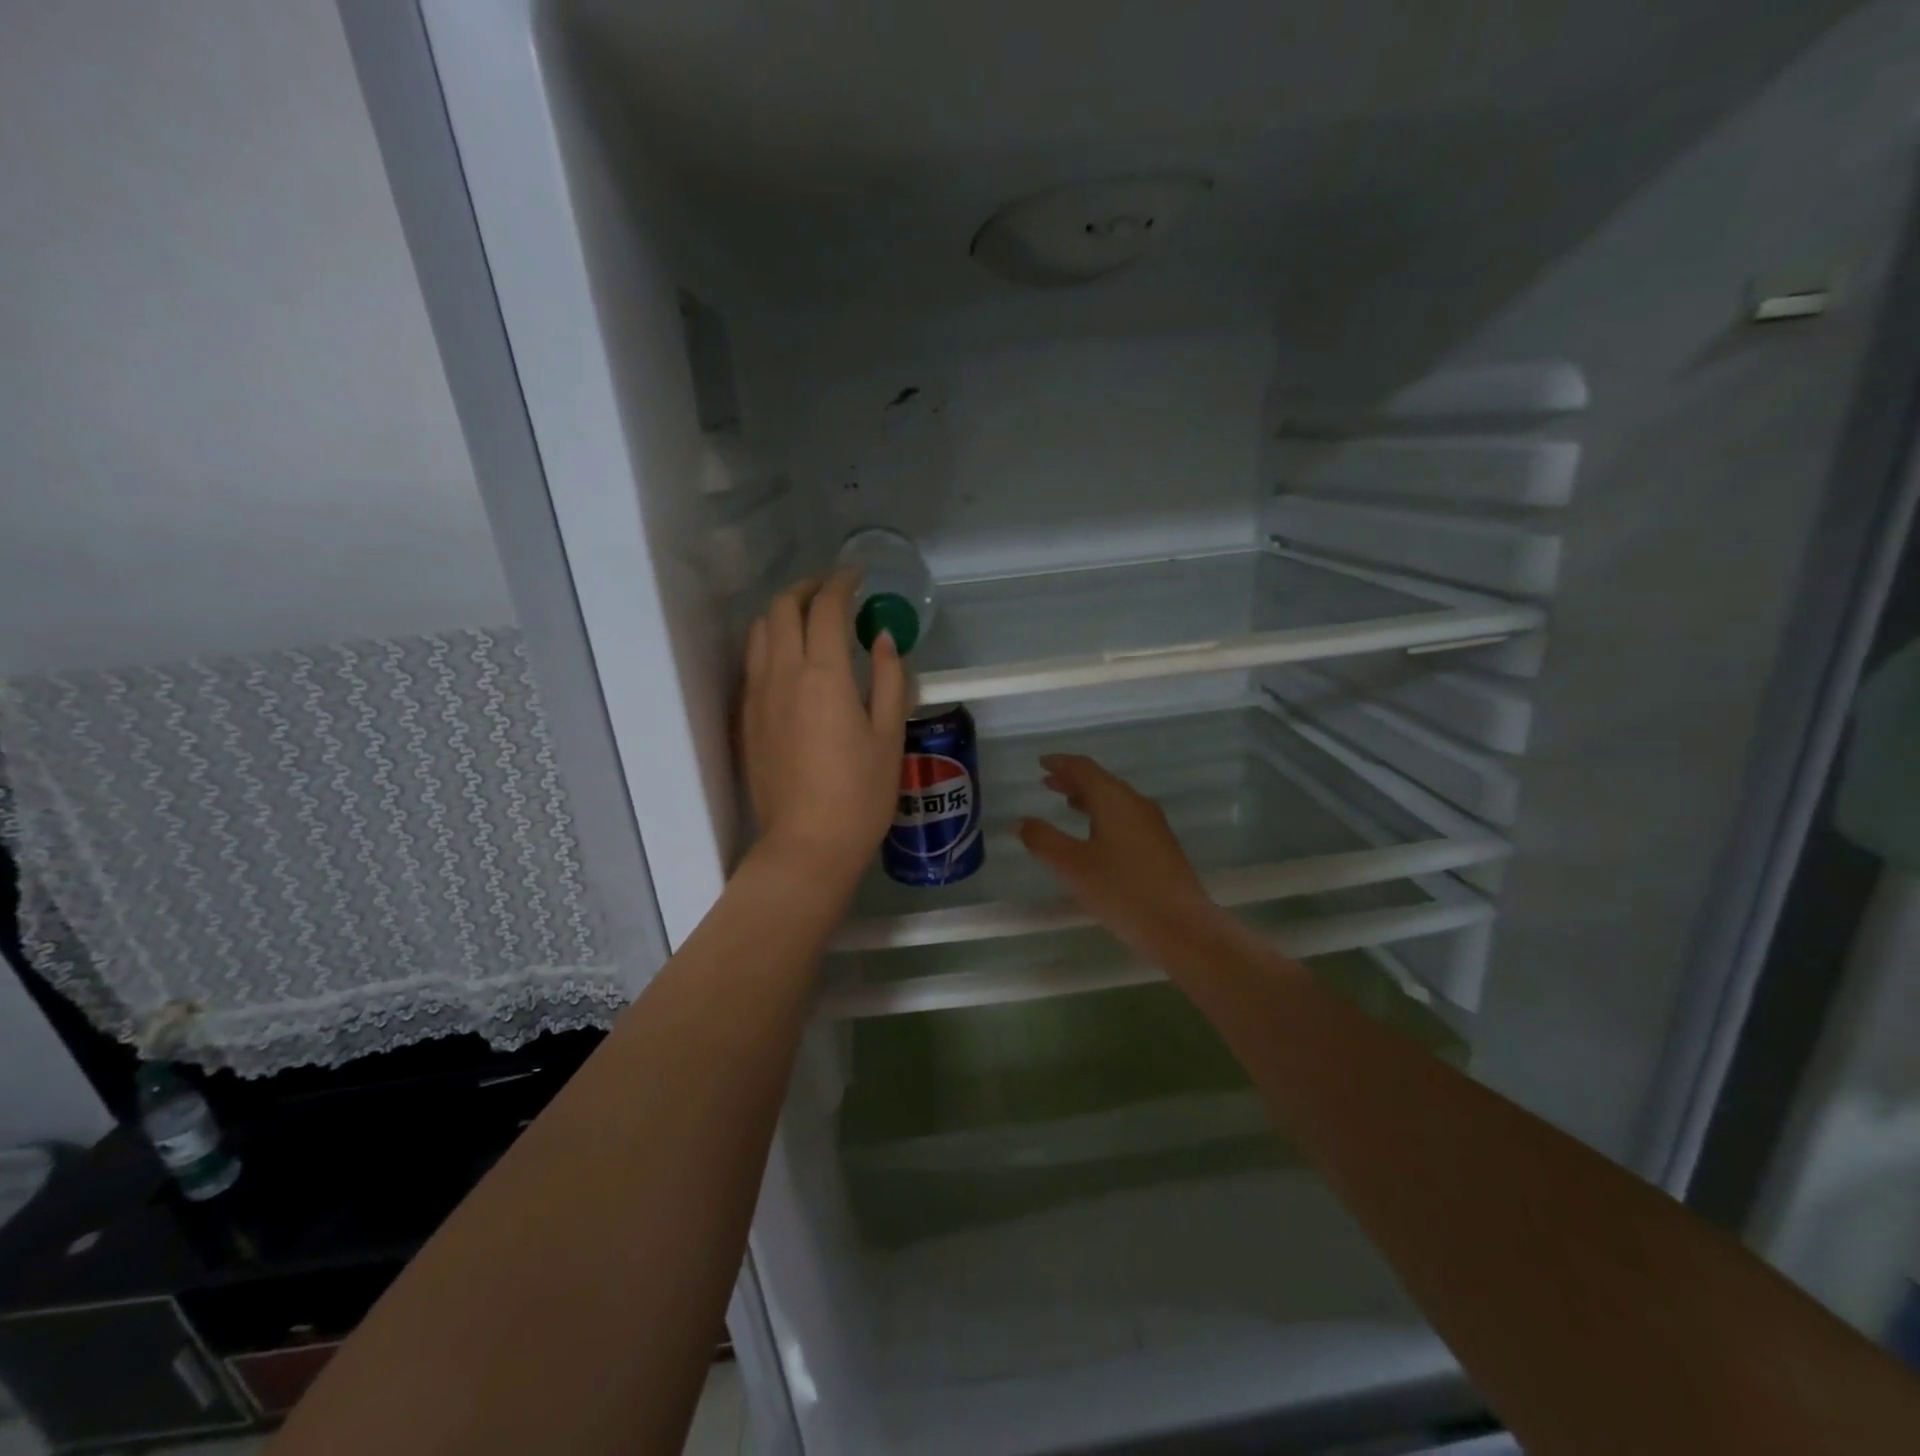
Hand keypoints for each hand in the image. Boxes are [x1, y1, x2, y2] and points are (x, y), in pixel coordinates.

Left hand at [741, 571, 908, 889]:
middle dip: (806, 589)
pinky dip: (768, 643)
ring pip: (758, 632)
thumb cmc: (860, 794)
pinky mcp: (745, 719)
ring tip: (807, 620)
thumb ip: (890, 679)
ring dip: (781, 613)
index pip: (825, 608)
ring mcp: (756, 696)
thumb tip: (882, 638)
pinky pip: (751, 663)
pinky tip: (788, 660)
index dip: (841, 584)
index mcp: (823, 675)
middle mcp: (781, 674)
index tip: (856, 577)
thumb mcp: (890, 735)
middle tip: (832, 591)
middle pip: (781, 609)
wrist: (807, 845)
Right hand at [1019, 754, 1218, 949]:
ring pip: (1115, 800)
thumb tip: (1021, 822)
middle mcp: (1136, 803)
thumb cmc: (1121, 890)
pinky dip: (1104, 815)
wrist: (1181, 926)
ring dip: (1089, 798)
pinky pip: (1126, 817)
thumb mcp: (1072, 866)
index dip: (1061, 763)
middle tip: (1048, 782)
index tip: (1041, 763)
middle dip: (1073, 780)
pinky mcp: (1161, 846)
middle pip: (1101, 781)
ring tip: (1067, 804)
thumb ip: (1044, 840)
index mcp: (1114, 799)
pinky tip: (1096, 836)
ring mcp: (1153, 824)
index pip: (1084, 768)